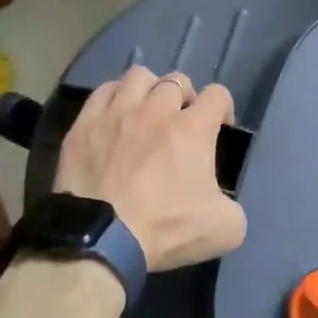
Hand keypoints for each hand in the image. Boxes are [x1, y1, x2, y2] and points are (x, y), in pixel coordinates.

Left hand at [54, 67, 247, 271]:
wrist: (100, 240)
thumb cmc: (165, 230)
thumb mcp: (224, 229)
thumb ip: (232, 206)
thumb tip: (221, 202)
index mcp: (193, 129)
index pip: (217, 95)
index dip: (223, 108)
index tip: (219, 128)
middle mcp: (156, 110)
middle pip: (176, 81)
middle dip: (185, 97)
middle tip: (181, 122)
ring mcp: (117, 113)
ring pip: (138, 77)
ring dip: (149, 90)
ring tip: (146, 111)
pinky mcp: (84, 125)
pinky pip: (102, 92)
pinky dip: (114, 97)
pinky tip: (114, 116)